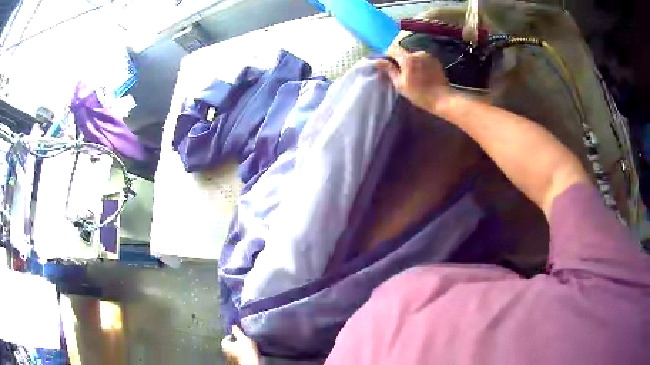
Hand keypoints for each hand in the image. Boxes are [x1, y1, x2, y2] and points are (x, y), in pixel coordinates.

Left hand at [221, 326, 260, 364]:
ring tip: (246, 347)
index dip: (231, 336)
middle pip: (229, 345)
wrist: (250, 363)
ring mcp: (231, 359)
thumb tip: (233, 326)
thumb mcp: (242, 338)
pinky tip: (247, 353)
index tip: (236, 335)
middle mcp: (226, 352)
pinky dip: (241, 354)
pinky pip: (238, 356)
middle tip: (242, 341)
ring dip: (238, 349)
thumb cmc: (245, 351)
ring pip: (234, 351)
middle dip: (235, 343)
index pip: (225, 339)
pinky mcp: (237, 362)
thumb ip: (237, 332)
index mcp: (225, 345)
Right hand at [376, 48, 450, 114]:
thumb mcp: (400, 84)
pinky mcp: (435, 60)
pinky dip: (422, 65)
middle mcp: (418, 53)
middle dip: (402, 61)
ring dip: (413, 63)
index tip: (389, 65)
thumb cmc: (419, 94)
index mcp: (407, 58)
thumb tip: (378, 60)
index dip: (389, 55)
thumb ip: (389, 70)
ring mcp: (428, 56)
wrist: (442, 98)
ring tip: (416, 76)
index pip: (393, 48)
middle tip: (404, 74)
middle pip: (404, 53)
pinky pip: (424, 59)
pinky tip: (425, 75)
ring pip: (415, 56)